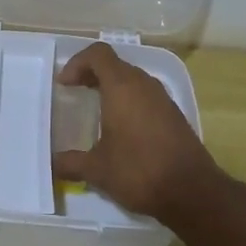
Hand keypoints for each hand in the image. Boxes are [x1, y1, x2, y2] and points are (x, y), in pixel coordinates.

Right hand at [53, 42, 223, 223]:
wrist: (193, 192)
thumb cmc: (139, 171)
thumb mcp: (97, 170)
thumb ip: (71, 163)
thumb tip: (52, 164)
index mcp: (122, 87)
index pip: (98, 54)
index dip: (77, 63)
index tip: (65, 84)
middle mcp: (143, 84)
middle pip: (115, 64)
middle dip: (92, 74)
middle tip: (76, 92)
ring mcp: (163, 98)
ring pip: (132, 79)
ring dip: (112, 87)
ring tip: (96, 110)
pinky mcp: (174, 114)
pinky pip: (145, 95)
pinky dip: (129, 101)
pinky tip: (122, 128)